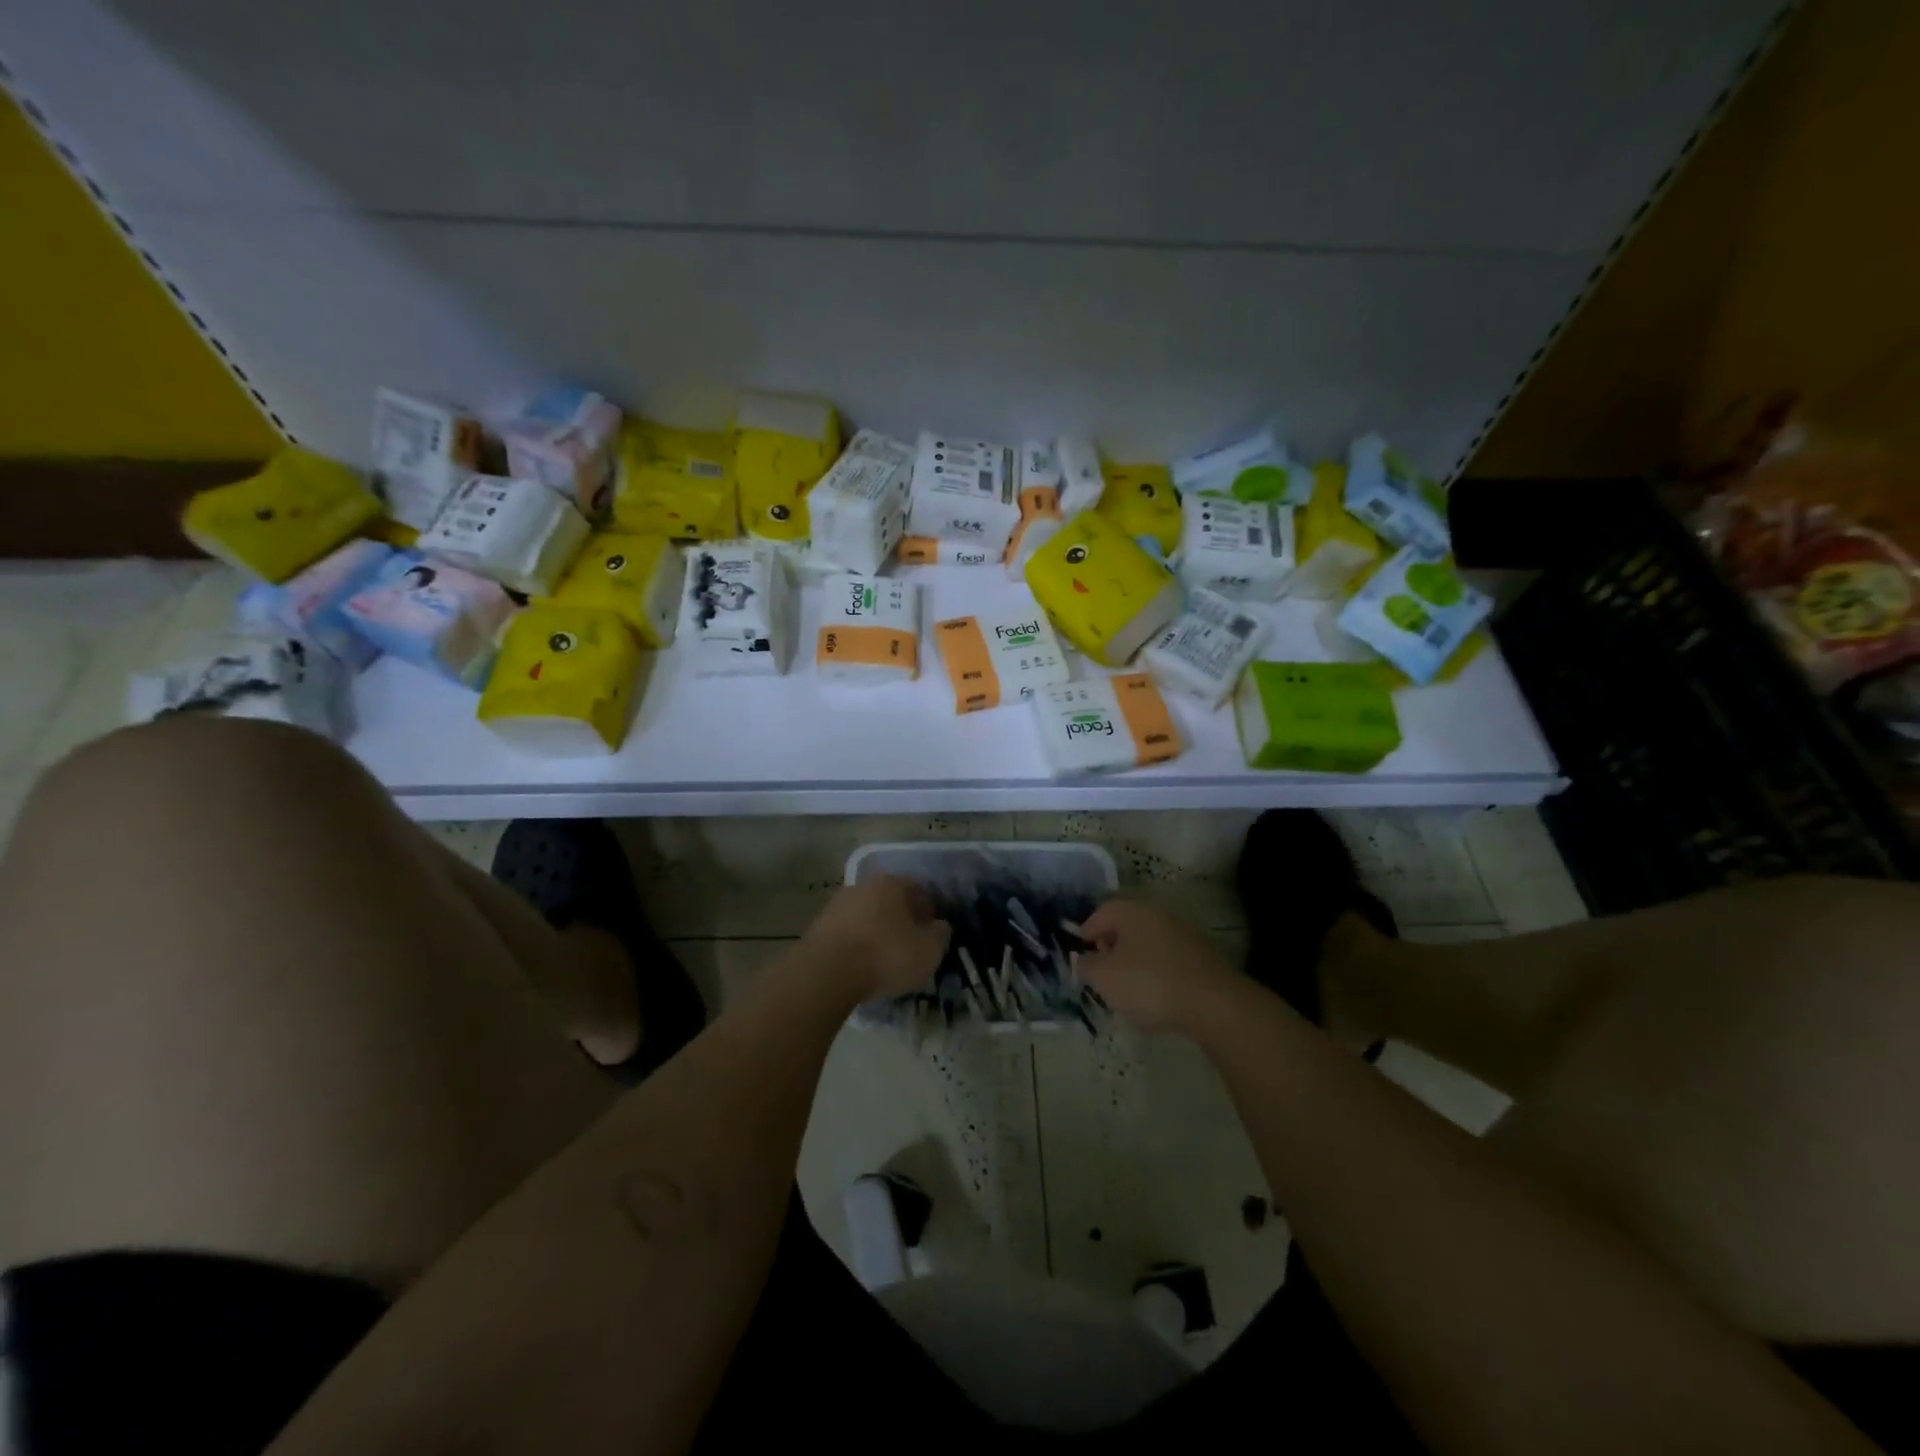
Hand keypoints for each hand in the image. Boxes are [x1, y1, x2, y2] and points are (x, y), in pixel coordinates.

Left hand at [801, 875, 950, 1002]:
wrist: (826, 972)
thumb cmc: (885, 955)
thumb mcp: (928, 951)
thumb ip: (940, 935)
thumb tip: (939, 926)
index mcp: (892, 883)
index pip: (919, 890)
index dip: (929, 911)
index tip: (932, 933)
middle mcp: (864, 885)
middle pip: (890, 900)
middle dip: (901, 919)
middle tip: (909, 945)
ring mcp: (837, 903)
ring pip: (867, 915)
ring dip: (876, 931)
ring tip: (884, 958)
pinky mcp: (818, 925)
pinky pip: (848, 932)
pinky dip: (857, 943)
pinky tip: (861, 964)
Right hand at [1077, 899, 1237, 1033]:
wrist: (1213, 1004)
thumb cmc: (1149, 983)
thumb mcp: (1104, 978)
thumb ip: (1086, 966)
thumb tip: (1085, 959)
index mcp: (1131, 910)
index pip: (1100, 914)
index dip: (1086, 935)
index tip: (1081, 958)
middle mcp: (1158, 913)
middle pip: (1126, 927)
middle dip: (1111, 949)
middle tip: (1103, 974)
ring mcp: (1184, 932)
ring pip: (1149, 943)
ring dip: (1136, 962)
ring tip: (1129, 991)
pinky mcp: (1203, 955)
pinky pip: (1169, 960)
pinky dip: (1158, 973)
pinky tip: (1158, 998)